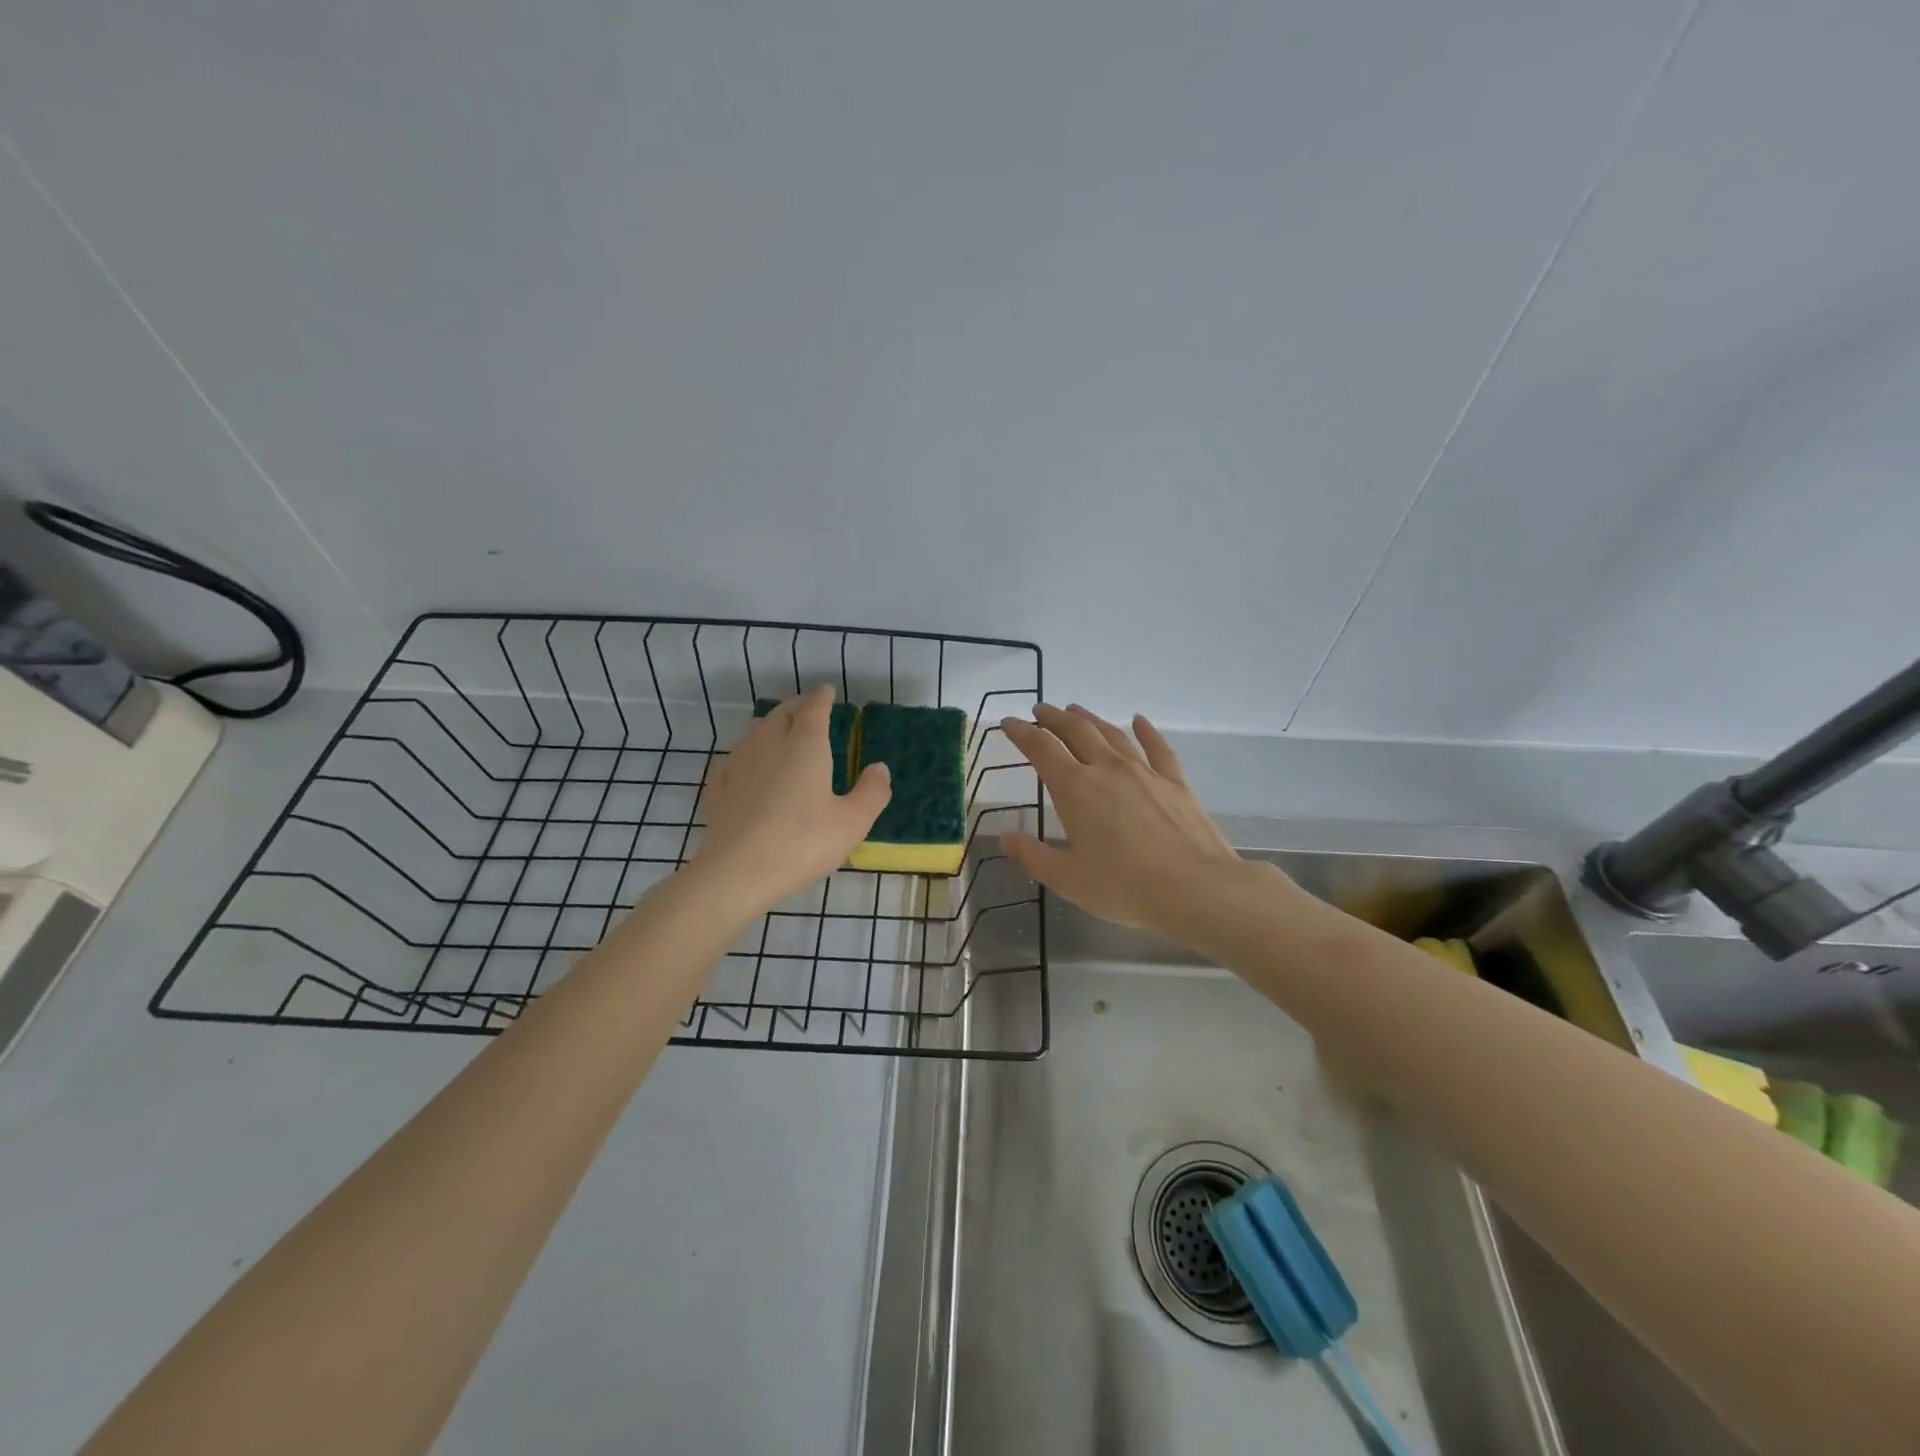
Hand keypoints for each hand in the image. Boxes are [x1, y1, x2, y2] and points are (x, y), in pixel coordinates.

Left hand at [693, 686, 890, 915]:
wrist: (736, 871)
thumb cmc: (802, 842)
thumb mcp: (852, 822)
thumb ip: (871, 792)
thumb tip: (879, 768)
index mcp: (805, 744)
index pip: (814, 708)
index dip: (822, 697)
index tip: (828, 692)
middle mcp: (769, 743)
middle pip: (782, 713)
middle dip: (797, 706)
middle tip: (807, 707)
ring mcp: (739, 763)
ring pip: (754, 731)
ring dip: (770, 724)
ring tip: (779, 730)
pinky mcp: (719, 787)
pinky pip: (734, 758)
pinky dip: (746, 753)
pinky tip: (747, 765)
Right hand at [999, 704, 1250, 942]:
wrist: (1196, 888)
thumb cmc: (1125, 887)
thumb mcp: (1068, 880)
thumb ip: (1033, 856)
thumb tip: (1005, 837)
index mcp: (1076, 789)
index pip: (1042, 749)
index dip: (1022, 733)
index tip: (1009, 722)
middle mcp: (1107, 769)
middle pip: (1076, 731)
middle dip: (1054, 718)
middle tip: (1040, 711)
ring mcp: (1144, 771)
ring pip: (1112, 733)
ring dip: (1090, 719)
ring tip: (1075, 710)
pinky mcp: (1174, 781)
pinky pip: (1157, 747)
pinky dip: (1145, 730)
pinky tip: (1139, 720)